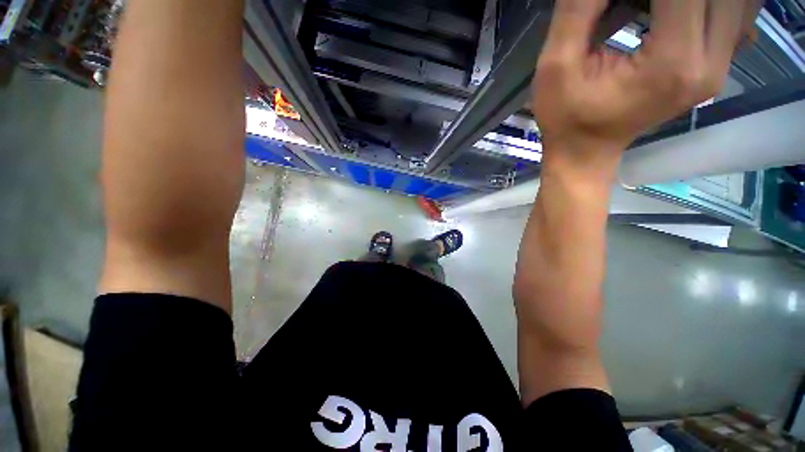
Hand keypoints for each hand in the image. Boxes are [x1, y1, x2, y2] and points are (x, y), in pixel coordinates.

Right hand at [533, 0, 760, 172]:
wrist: (584, 153)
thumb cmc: (564, 119)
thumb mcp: (557, 66)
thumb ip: (580, 8)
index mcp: (671, 62)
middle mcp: (710, 62)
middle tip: (633, 4)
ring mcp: (718, 66)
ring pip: (736, 1)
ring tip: (650, 7)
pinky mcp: (714, 67)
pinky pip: (734, 16)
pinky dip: (709, 3)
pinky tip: (677, 8)